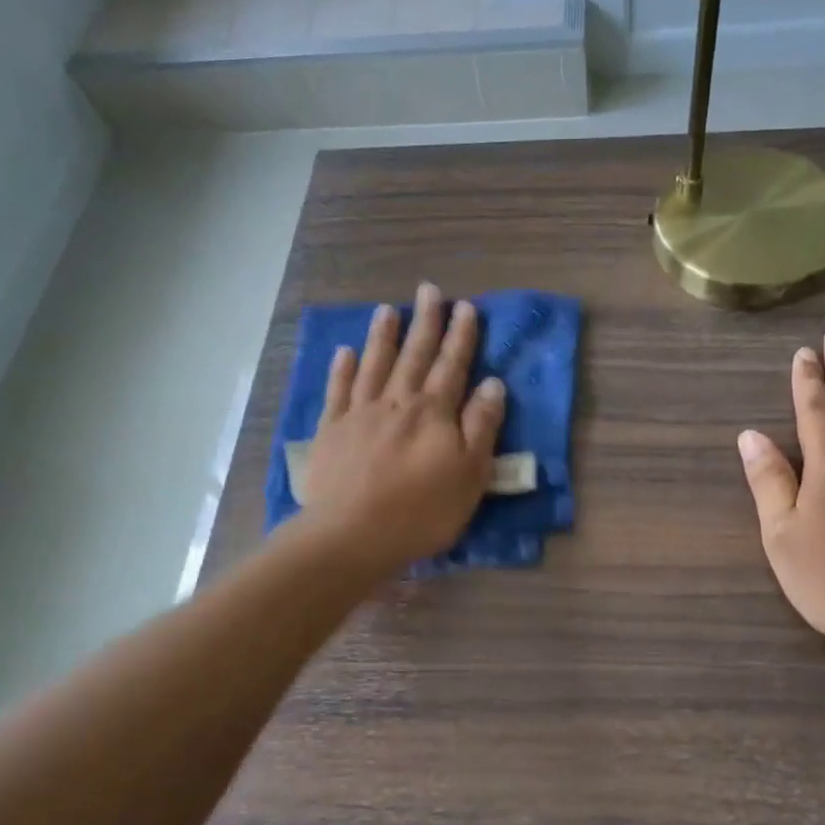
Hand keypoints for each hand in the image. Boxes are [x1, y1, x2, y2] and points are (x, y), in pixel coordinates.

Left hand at [300, 282, 505, 572]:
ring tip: (388, 309)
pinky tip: (345, 352)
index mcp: (434, 412)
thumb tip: (493, 384)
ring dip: (383, 336)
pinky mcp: (331, 432)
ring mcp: (360, 414)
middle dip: (425, 322)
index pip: (452, 365)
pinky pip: (338, 392)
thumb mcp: (470, 474)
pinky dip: (342, 370)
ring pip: (375, 365)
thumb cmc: (421, 510)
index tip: (466, 307)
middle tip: (429, 290)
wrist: (352, 535)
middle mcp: (397, 402)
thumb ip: (481, 427)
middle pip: (414, 355)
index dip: (461, 336)